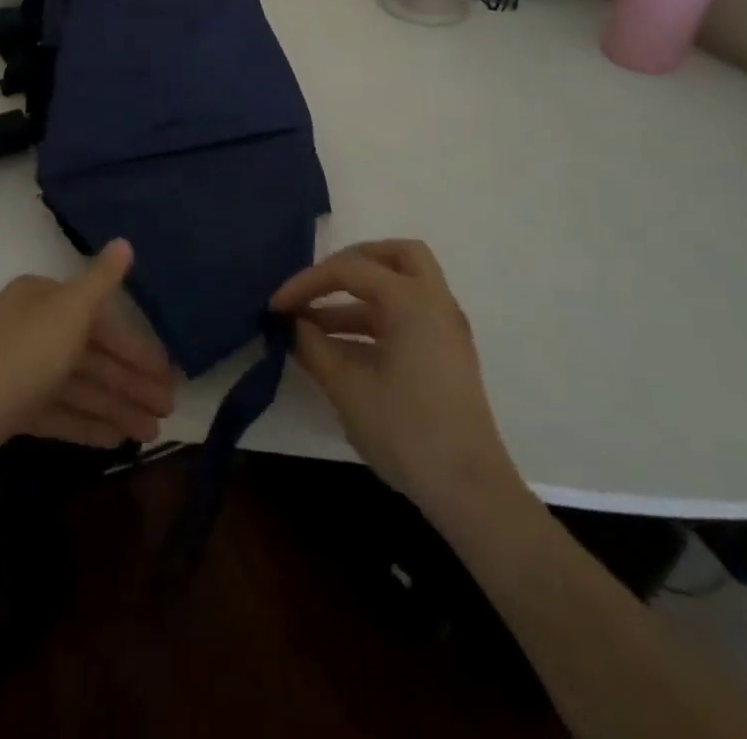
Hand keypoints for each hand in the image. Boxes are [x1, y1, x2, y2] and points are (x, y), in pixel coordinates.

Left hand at [0, 240, 175, 509]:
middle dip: (130, 381)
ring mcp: (17, 370)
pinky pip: (58, 411)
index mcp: (41, 299)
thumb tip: (125, 242)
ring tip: (151, 433)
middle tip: (168, 409)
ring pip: (78, 385)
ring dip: (115, 405)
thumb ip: (100, 282)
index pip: (100, 319)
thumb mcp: (67, 315)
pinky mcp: (7, 409)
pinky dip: (86, 422)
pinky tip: (116, 440)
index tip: (168, 376)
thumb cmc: (16, 364)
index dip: (136, 348)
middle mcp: (29, 327)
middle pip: (91, 353)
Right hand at [271, 239, 518, 513]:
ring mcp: (445, 328)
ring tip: (314, 324)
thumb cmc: (406, 430)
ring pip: (402, 285)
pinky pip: (408, 313)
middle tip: (318, 284)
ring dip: (358, 295)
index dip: (307, 282)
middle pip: (395, 255)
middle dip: (351, 262)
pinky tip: (342, 347)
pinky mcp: (446, 353)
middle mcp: (434, 302)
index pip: (350, 269)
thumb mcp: (346, 387)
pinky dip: (375, 316)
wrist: (469, 491)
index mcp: (412, 300)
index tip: (276, 306)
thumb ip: (313, 346)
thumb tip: (290, 324)